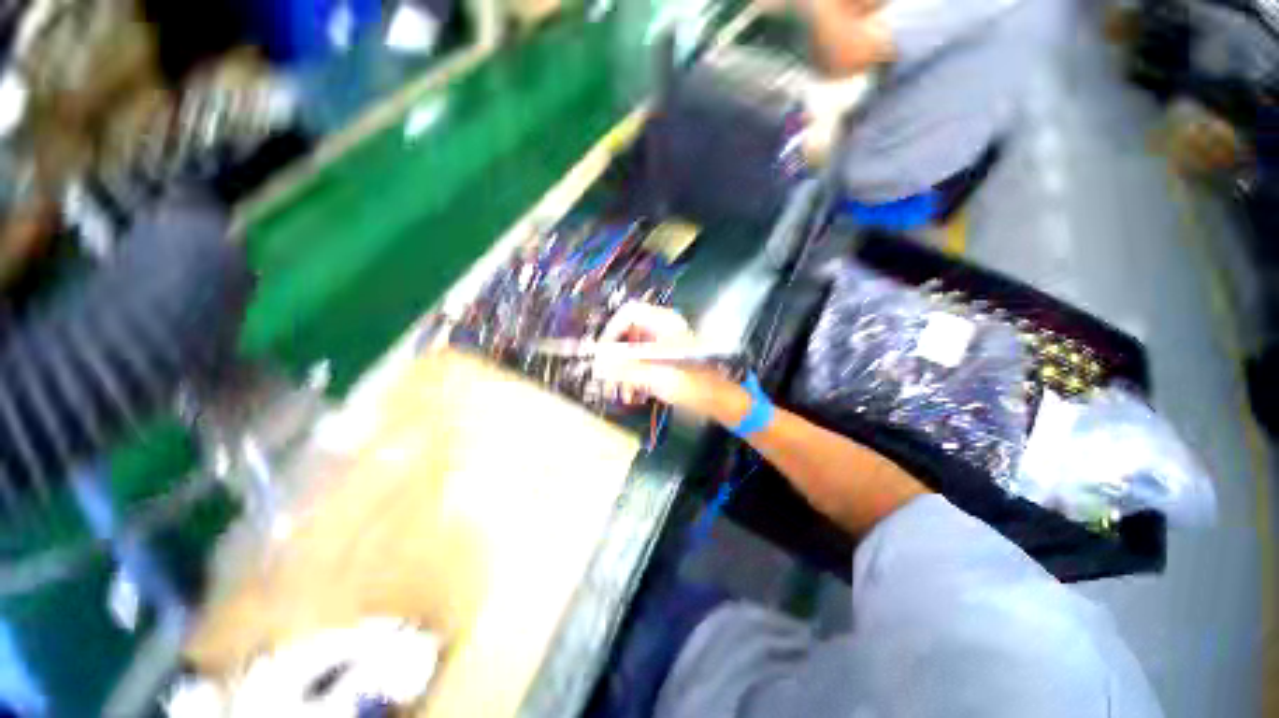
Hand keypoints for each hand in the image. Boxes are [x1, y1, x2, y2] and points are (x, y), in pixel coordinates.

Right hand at [593, 303, 749, 424]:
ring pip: (631, 350)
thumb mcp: (656, 376)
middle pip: (627, 333)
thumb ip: (625, 368)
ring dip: (621, 371)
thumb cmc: (692, 384)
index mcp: (664, 323)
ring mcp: (663, 344)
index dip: (611, 331)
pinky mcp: (662, 358)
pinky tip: (631, 393)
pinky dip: (632, 376)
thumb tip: (597, 362)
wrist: (716, 399)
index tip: (602, 353)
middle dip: (615, 357)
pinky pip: (639, 362)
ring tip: (618, 391)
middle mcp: (662, 329)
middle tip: (605, 375)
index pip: (628, 314)